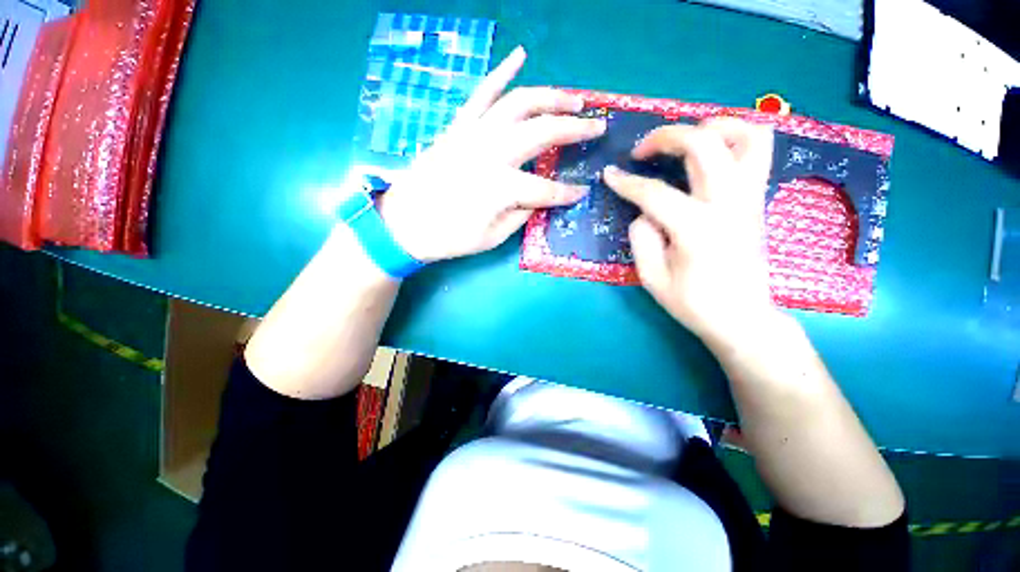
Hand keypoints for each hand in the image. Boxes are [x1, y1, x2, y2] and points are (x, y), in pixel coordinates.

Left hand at [377, 47, 606, 262]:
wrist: (403, 223)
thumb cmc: (448, 237)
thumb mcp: (491, 238)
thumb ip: (520, 216)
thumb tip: (538, 200)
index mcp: (500, 188)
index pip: (545, 189)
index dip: (566, 194)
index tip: (581, 194)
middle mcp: (490, 154)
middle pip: (541, 133)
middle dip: (574, 129)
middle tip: (596, 127)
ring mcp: (472, 135)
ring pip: (519, 104)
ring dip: (551, 98)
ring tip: (574, 99)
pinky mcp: (458, 128)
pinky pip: (482, 93)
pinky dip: (501, 73)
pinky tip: (519, 56)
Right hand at [603, 118, 778, 350]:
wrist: (743, 318)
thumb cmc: (693, 303)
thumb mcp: (652, 278)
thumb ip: (641, 238)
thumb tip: (644, 212)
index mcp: (697, 229)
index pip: (654, 193)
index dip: (626, 182)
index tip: (608, 175)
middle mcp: (729, 204)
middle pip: (704, 145)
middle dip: (666, 137)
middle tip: (642, 151)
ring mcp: (750, 199)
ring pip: (746, 136)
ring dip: (711, 127)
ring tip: (685, 140)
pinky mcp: (758, 200)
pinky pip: (758, 152)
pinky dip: (733, 140)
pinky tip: (709, 154)